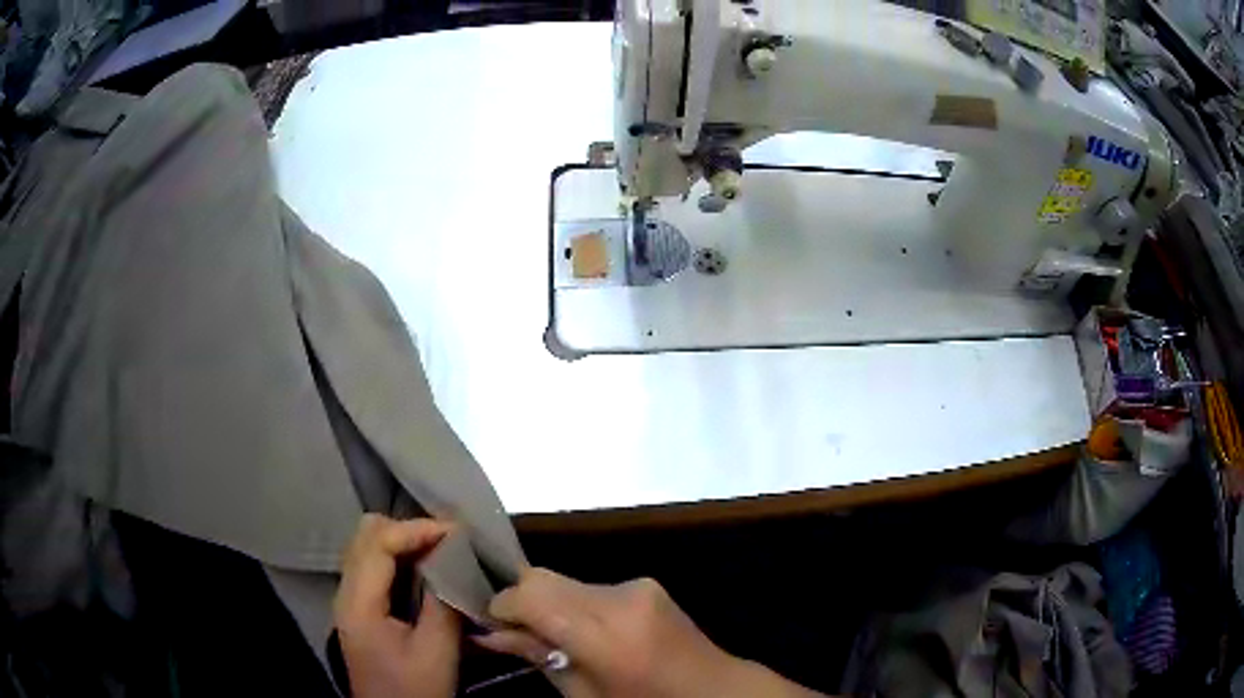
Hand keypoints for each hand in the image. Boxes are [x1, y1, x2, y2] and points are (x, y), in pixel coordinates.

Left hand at [334, 514, 461, 697]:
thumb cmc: (416, 689)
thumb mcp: (437, 651)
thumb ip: (442, 602)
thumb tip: (453, 560)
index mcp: (359, 603)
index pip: (378, 543)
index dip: (416, 530)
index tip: (455, 531)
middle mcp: (346, 592)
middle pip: (365, 535)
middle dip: (407, 529)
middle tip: (447, 538)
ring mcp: (349, 599)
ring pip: (367, 547)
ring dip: (402, 540)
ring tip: (440, 548)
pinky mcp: (359, 608)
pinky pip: (373, 565)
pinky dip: (398, 557)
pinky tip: (424, 569)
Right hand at [475, 568, 823, 697]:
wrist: (714, 689)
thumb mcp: (585, 695)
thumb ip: (537, 657)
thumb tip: (489, 632)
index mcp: (607, 634)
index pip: (531, 595)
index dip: (501, 605)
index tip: (489, 623)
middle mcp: (620, 597)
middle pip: (543, 576)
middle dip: (520, 599)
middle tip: (512, 631)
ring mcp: (637, 585)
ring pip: (565, 579)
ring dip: (548, 602)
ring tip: (551, 635)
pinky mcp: (645, 583)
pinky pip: (591, 586)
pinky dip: (574, 603)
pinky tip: (583, 631)